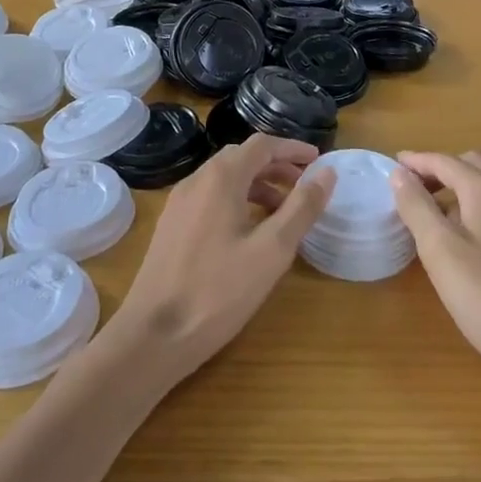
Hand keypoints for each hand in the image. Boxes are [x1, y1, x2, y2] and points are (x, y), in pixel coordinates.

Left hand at [105, 134, 330, 387]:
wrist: (153, 336)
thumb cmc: (218, 291)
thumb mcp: (271, 251)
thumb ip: (301, 208)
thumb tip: (327, 172)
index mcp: (221, 178)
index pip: (262, 145)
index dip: (292, 149)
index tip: (318, 161)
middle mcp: (197, 179)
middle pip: (242, 157)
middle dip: (276, 166)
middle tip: (304, 186)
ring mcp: (180, 202)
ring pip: (225, 178)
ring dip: (257, 184)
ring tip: (282, 212)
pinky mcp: (171, 226)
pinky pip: (210, 197)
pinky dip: (237, 200)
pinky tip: (248, 232)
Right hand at [392, 150, 480, 400]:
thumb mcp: (440, 251)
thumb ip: (417, 207)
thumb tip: (399, 174)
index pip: (445, 161)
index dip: (417, 161)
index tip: (393, 165)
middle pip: (473, 163)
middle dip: (442, 169)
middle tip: (416, 189)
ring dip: (470, 180)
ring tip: (448, 204)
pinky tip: (478, 231)